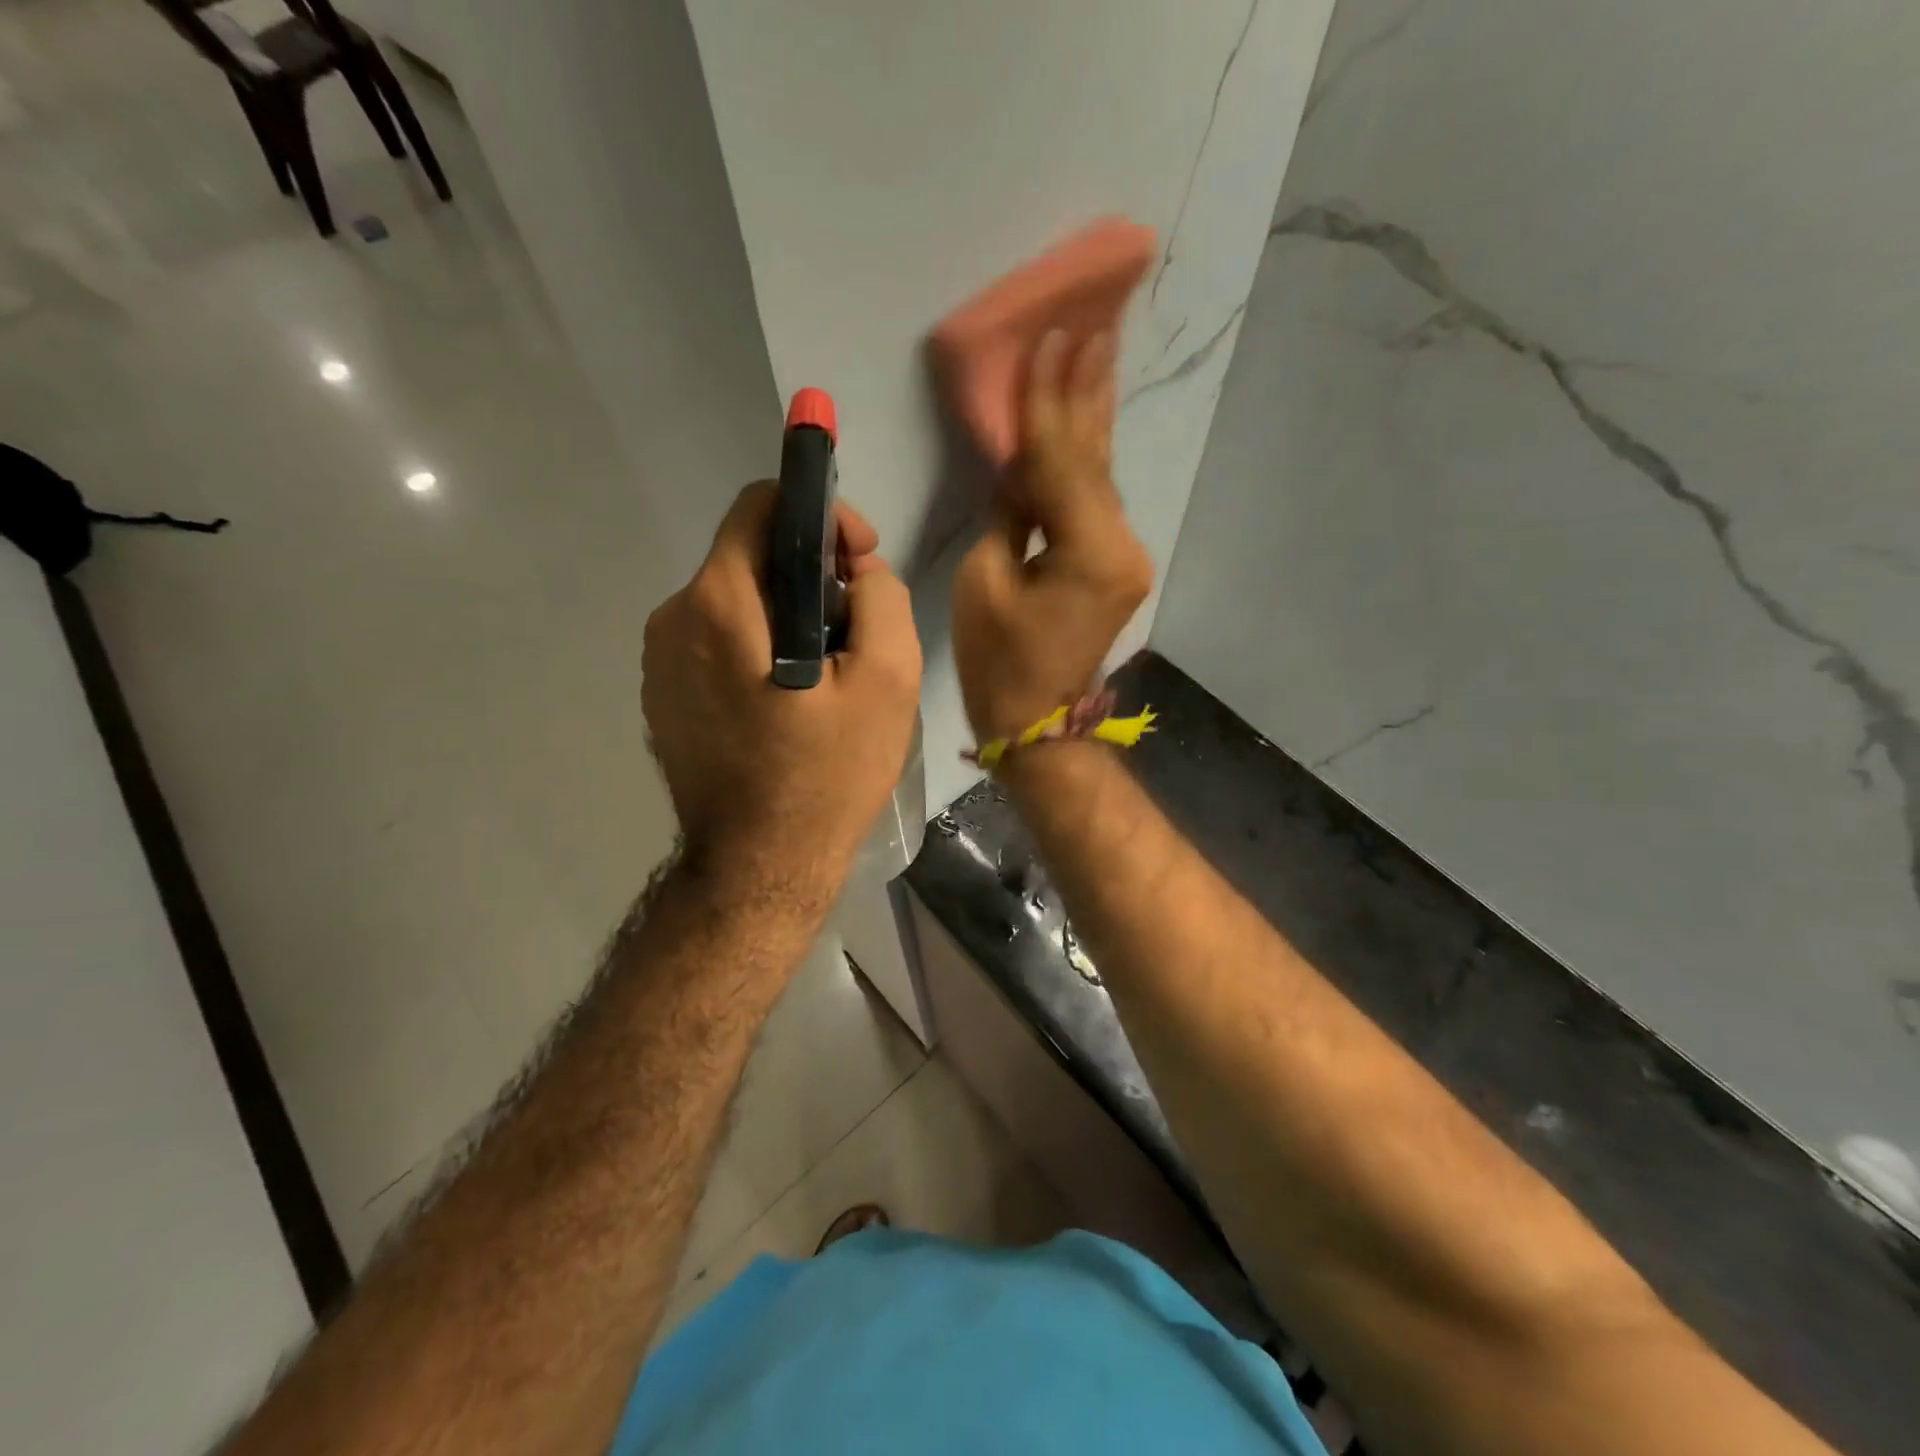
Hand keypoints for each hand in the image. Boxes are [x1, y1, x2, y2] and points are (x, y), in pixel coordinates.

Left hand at [642, 483, 921, 900]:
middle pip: (750, 557)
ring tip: (829, 674)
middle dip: (812, 575)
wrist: (760, 869)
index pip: (760, 504)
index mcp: (718, 604)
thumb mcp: (888, 680)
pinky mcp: (664, 697)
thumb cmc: (827, 777)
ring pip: (736, 601)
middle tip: (857, 630)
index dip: (820, 516)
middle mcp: (672, 619)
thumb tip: (858, 570)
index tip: (859, 561)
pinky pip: (717, 643)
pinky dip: (759, 649)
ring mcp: (659, 663)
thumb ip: (881, 597)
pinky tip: (791, 702)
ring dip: (788, 616)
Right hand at [953, 328, 1153, 744]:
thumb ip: (1009, 512)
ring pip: (1101, 476)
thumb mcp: (985, 580)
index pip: (1062, 458)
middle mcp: (1120, 545)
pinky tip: (1087, 420)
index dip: (1048, 398)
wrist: (1039, 723)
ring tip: (1097, 352)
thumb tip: (1020, 468)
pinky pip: (1097, 502)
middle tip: (1095, 323)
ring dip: (1092, 417)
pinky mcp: (1116, 566)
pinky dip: (1087, 460)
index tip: (1051, 336)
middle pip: (1095, 457)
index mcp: (1087, 551)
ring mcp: (1125, 557)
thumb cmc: (999, 663)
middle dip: (1087, 390)